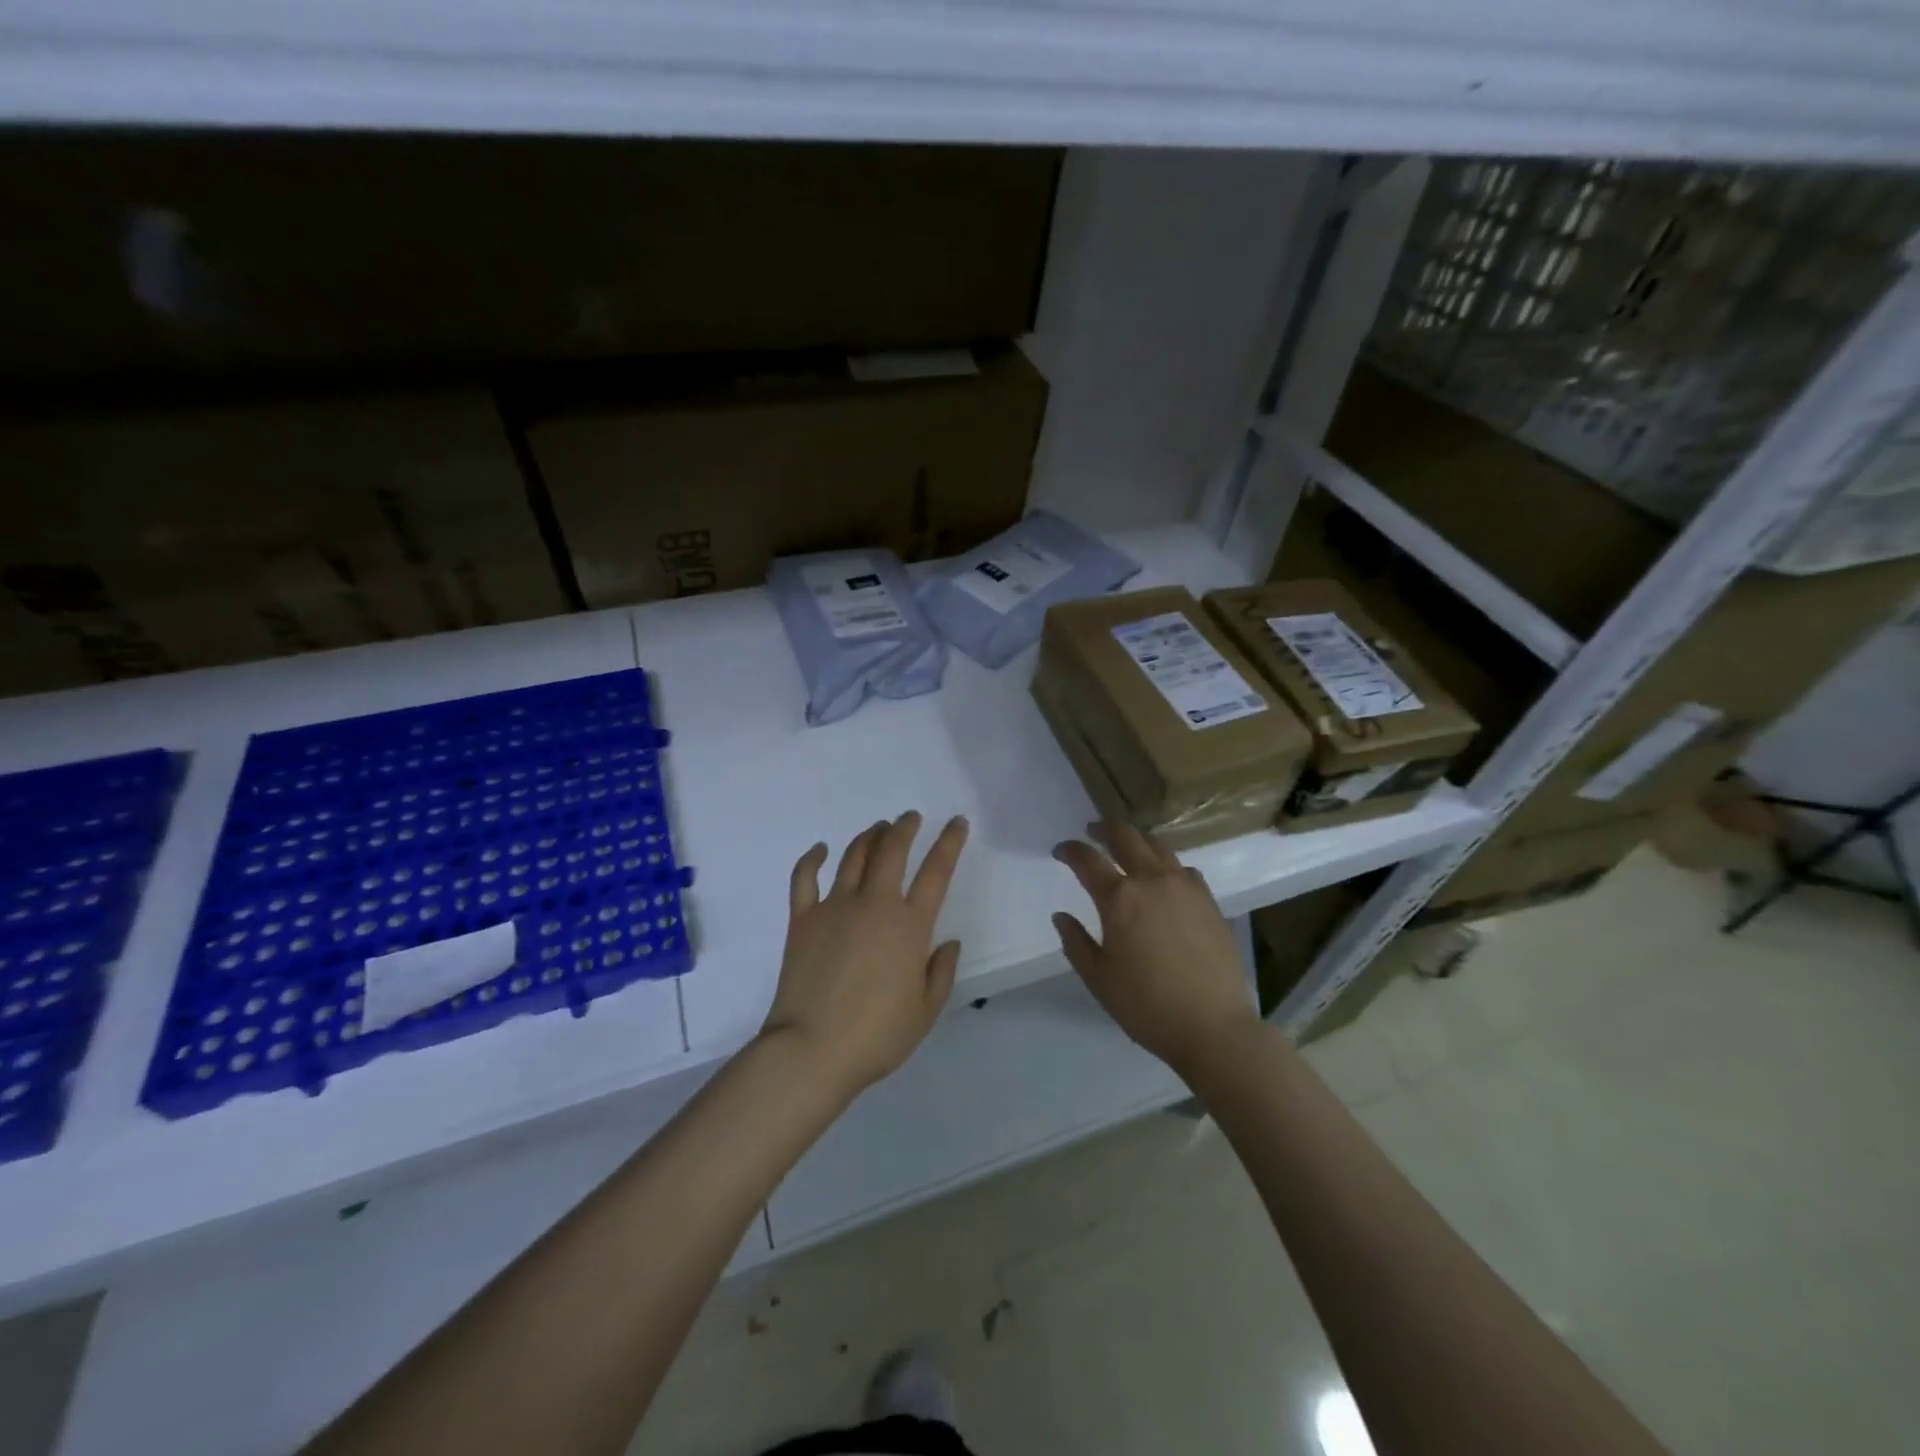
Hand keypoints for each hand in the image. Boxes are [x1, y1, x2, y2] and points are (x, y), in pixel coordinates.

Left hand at [761, 812, 969, 1100]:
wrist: (812, 1049)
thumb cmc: (876, 1035)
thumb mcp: (925, 1011)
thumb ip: (942, 972)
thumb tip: (949, 942)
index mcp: (910, 926)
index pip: (937, 871)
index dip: (950, 842)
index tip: (956, 822)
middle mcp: (875, 905)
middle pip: (892, 850)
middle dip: (904, 827)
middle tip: (910, 818)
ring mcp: (835, 907)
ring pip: (854, 855)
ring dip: (870, 836)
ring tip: (878, 828)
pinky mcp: (803, 918)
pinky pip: (805, 877)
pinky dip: (813, 858)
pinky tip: (821, 849)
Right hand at [1051, 822, 1258, 1079]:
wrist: (1213, 1027)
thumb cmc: (1147, 1006)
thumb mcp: (1099, 979)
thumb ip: (1076, 942)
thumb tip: (1061, 916)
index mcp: (1120, 898)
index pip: (1087, 859)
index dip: (1070, 850)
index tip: (1059, 850)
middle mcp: (1152, 881)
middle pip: (1125, 837)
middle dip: (1104, 829)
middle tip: (1091, 831)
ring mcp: (1185, 887)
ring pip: (1158, 846)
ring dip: (1136, 841)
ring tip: (1126, 847)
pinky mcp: (1209, 901)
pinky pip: (1184, 869)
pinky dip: (1167, 864)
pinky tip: (1164, 878)